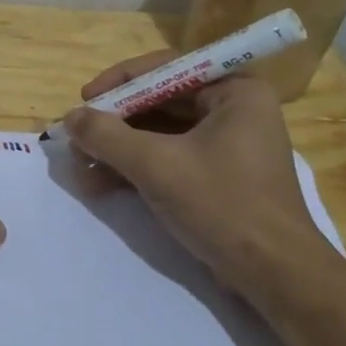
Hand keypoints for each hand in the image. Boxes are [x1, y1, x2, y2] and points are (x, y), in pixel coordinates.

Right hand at [63, 52, 341, 307]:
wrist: (276, 276)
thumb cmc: (223, 205)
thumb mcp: (157, 165)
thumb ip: (107, 136)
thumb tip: (69, 117)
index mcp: (235, 91)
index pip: (167, 69)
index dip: (119, 82)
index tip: (84, 98)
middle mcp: (233, 110)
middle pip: (159, 103)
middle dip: (114, 123)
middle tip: (76, 138)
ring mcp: (226, 146)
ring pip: (159, 135)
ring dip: (117, 150)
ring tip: (80, 167)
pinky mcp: (217, 178)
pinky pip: (168, 159)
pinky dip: (134, 169)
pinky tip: (99, 185)